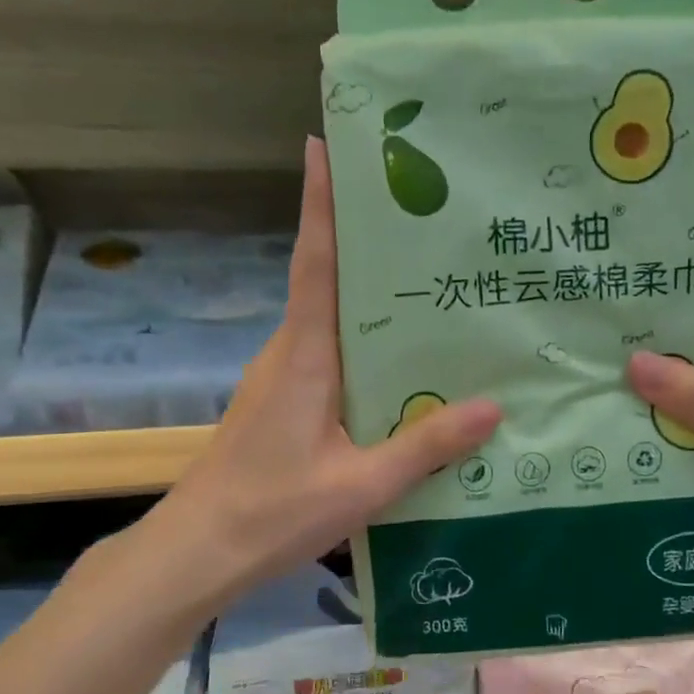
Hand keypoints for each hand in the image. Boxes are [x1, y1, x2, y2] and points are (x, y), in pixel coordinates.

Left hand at [150, 137, 500, 597]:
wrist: (200, 551)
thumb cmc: (274, 511)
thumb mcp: (362, 484)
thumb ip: (426, 445)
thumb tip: (493, 407)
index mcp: (305, 356)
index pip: (315, 263)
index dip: (321, 203)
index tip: (326, 143)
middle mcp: (290, 353)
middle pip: (327, 281)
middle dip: (364, 240)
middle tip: (424, 214)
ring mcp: (281, 379)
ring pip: (330, 321)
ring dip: (367, 295)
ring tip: (430, 283)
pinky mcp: (282, 403)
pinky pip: (329, 356)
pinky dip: (362, 343)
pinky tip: (402, 364)